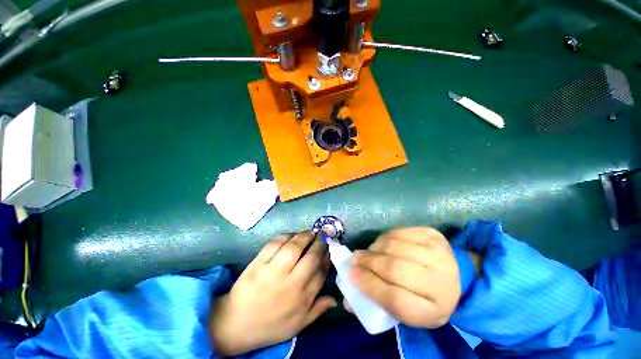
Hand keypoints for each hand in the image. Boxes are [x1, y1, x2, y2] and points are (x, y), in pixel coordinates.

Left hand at [209, 232, 335, 355]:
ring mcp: (272, 272)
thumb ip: (317, 309)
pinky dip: (285, 236)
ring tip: (309, 233)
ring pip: (293, 247)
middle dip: (319, 244)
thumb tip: (335, 298)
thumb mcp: (298, 324)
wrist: (235, 324)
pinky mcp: (258, 264)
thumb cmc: (270, 325)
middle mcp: (290, 284)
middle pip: (310, 257)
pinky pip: (274, 244)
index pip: (321, 272)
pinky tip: (291, 235)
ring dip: (304, 236)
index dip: (326, 258)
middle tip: (321, 237)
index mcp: (302, 298)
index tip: (328, 250)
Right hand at [349, 227, 461, 327]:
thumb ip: (377, 304)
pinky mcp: (433, 235)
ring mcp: (438, 254)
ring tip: (369, 252)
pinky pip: (400, 232)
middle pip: (395, 269)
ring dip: (375, 248)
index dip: (369, 285)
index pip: (395, 299)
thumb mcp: (406, 311)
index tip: (352, 274)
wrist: (455, 277)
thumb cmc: (424, 297)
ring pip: (395, 246)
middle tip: (355, 259)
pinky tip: (383, 243)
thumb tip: (347, 301)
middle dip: (369, 262)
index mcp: (433, 310)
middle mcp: (441, 281)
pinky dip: (386, 237)